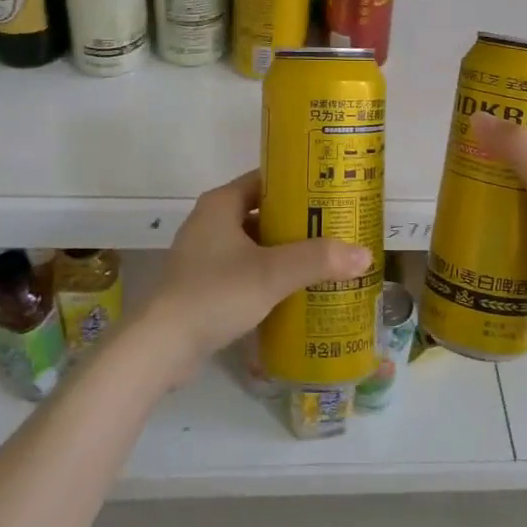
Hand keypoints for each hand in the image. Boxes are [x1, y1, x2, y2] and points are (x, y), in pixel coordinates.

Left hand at [139, 170, 371, 380]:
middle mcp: (210, 221)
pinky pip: (243, 268)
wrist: (161, 346)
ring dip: (282, 250)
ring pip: (253, 243)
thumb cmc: (215, 293)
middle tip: (334, 229)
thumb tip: (365, 254)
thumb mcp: (272, 273)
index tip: (330, 193)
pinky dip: (266, 273)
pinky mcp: (202, 284)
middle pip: (261, 211)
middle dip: (296, 221)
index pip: (266, 180)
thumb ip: (318, 260)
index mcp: (221, 203)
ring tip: (321, 259)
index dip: (298, 184)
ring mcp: (203, 254)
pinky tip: (292, 290)